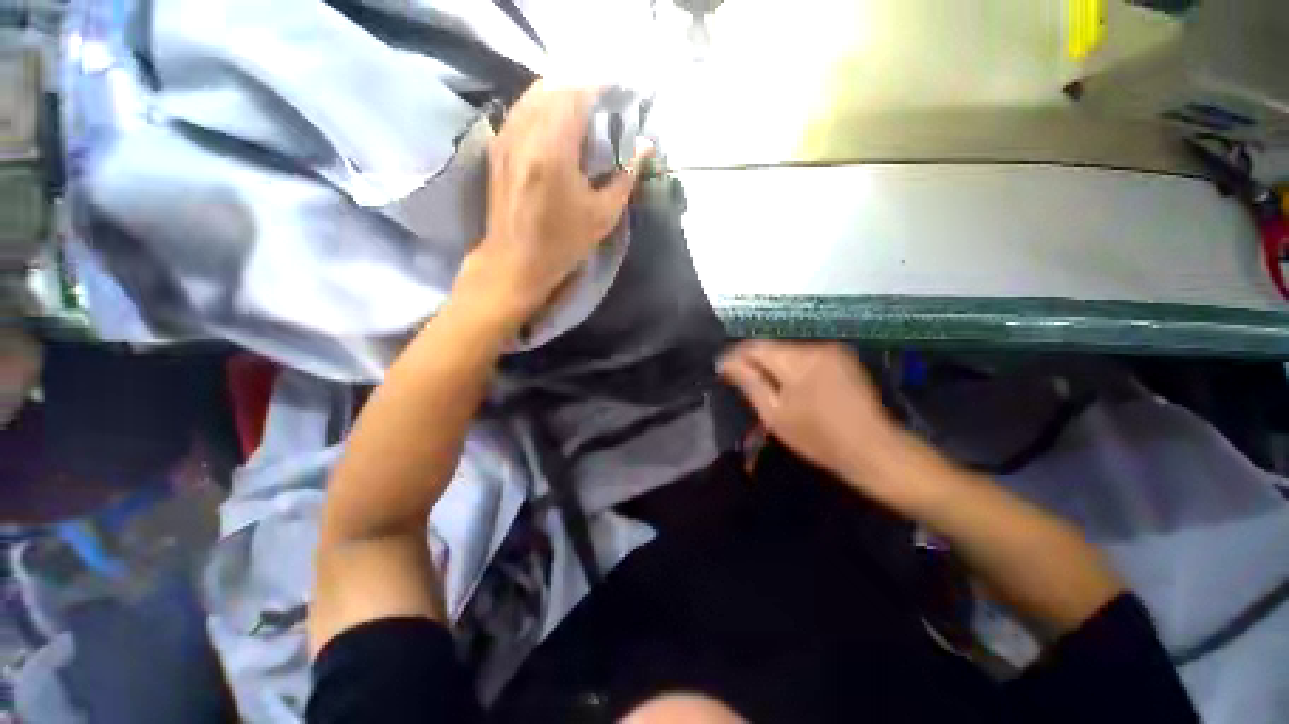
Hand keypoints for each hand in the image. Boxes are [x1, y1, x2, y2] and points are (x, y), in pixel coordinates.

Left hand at [456, 82, 642, 327]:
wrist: (515, 262)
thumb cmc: (562, 244)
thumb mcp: (602, 215)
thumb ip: (625, 176)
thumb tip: (644, 146)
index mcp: (553, 149)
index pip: (577, 95)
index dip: (602, 90)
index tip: (620, 99)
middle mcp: (525, 133)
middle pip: (554, 88)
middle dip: (582, 91)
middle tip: (603, 110)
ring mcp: (506, 137)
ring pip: (534, 95)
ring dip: (561, 98)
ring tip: (582, 118)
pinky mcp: (498, 148)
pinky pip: (522, 111)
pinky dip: (542, 109)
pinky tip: (557, 130)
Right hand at [718, 341, 914, 497]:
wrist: (873, 449)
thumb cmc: (817, 437)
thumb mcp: (774, 414)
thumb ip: (749, 382)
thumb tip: (725, 361)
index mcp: (797, 360)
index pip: (755, 346)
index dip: (735, 356)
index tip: (723, 371)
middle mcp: (815, 346)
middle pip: (772, 347)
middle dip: (755, 362)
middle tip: (743, 383)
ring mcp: (832, 349)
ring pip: (788, 351)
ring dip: (773, 364)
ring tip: (765, 386)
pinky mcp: (842, 357)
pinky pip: (805, 355)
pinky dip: (792, 366)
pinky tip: (791, 385)